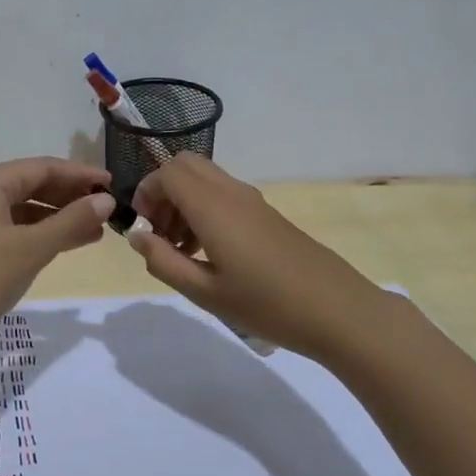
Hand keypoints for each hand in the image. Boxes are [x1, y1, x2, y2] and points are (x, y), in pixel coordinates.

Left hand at [0, 158, 114, 346]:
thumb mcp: (32, 248)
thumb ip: (72, 221)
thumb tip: (106, 199)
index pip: (43, 167)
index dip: (80, 174)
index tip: (113, 185)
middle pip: (32, 184)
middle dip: (70, 196)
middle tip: (107, 208)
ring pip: (23, 208)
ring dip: (58, 217)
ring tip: (95, 230)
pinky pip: (12, 227)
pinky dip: (39, 233)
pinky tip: (63, 244)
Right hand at [128, 155, 396, 361]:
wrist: (338, 311)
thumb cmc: (266, 305)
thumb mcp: (204, 292)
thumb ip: (163, 261)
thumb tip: (137, 235)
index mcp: (213, 207)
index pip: (168, 172)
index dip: (146, 192)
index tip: (142, 228)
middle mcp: (232, 193)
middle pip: (186, 165)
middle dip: (163, 191)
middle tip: (159, 232)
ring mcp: (253, 201)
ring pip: (205, 179)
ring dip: (183, 202)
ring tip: (181, 250)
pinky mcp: (267, 215)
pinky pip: (224, 195)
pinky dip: (205, 210)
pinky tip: (209, 254)